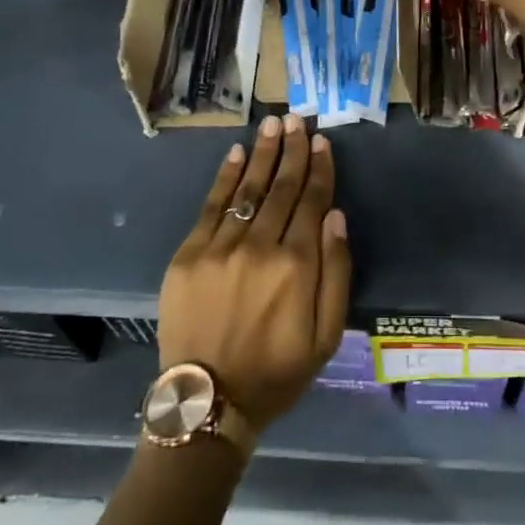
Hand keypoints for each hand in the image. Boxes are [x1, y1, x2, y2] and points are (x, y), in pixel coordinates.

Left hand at [157, 114, 350, 433]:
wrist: (208, 404)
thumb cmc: (276, 372)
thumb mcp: (325, 336)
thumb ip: (336, 273)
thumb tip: (335, 216)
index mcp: (296, 266)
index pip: (312, 202)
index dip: (319, 169)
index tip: (322, 141)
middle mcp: (260, 247)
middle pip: (281, 187)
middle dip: (292, 151)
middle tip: (298, 119)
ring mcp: (220, 248)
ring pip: (248, 189)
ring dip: (262, 153)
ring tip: (273, 124)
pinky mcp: (188, 255)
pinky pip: (211, 206)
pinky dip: (225, 177)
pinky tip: (236, 153)